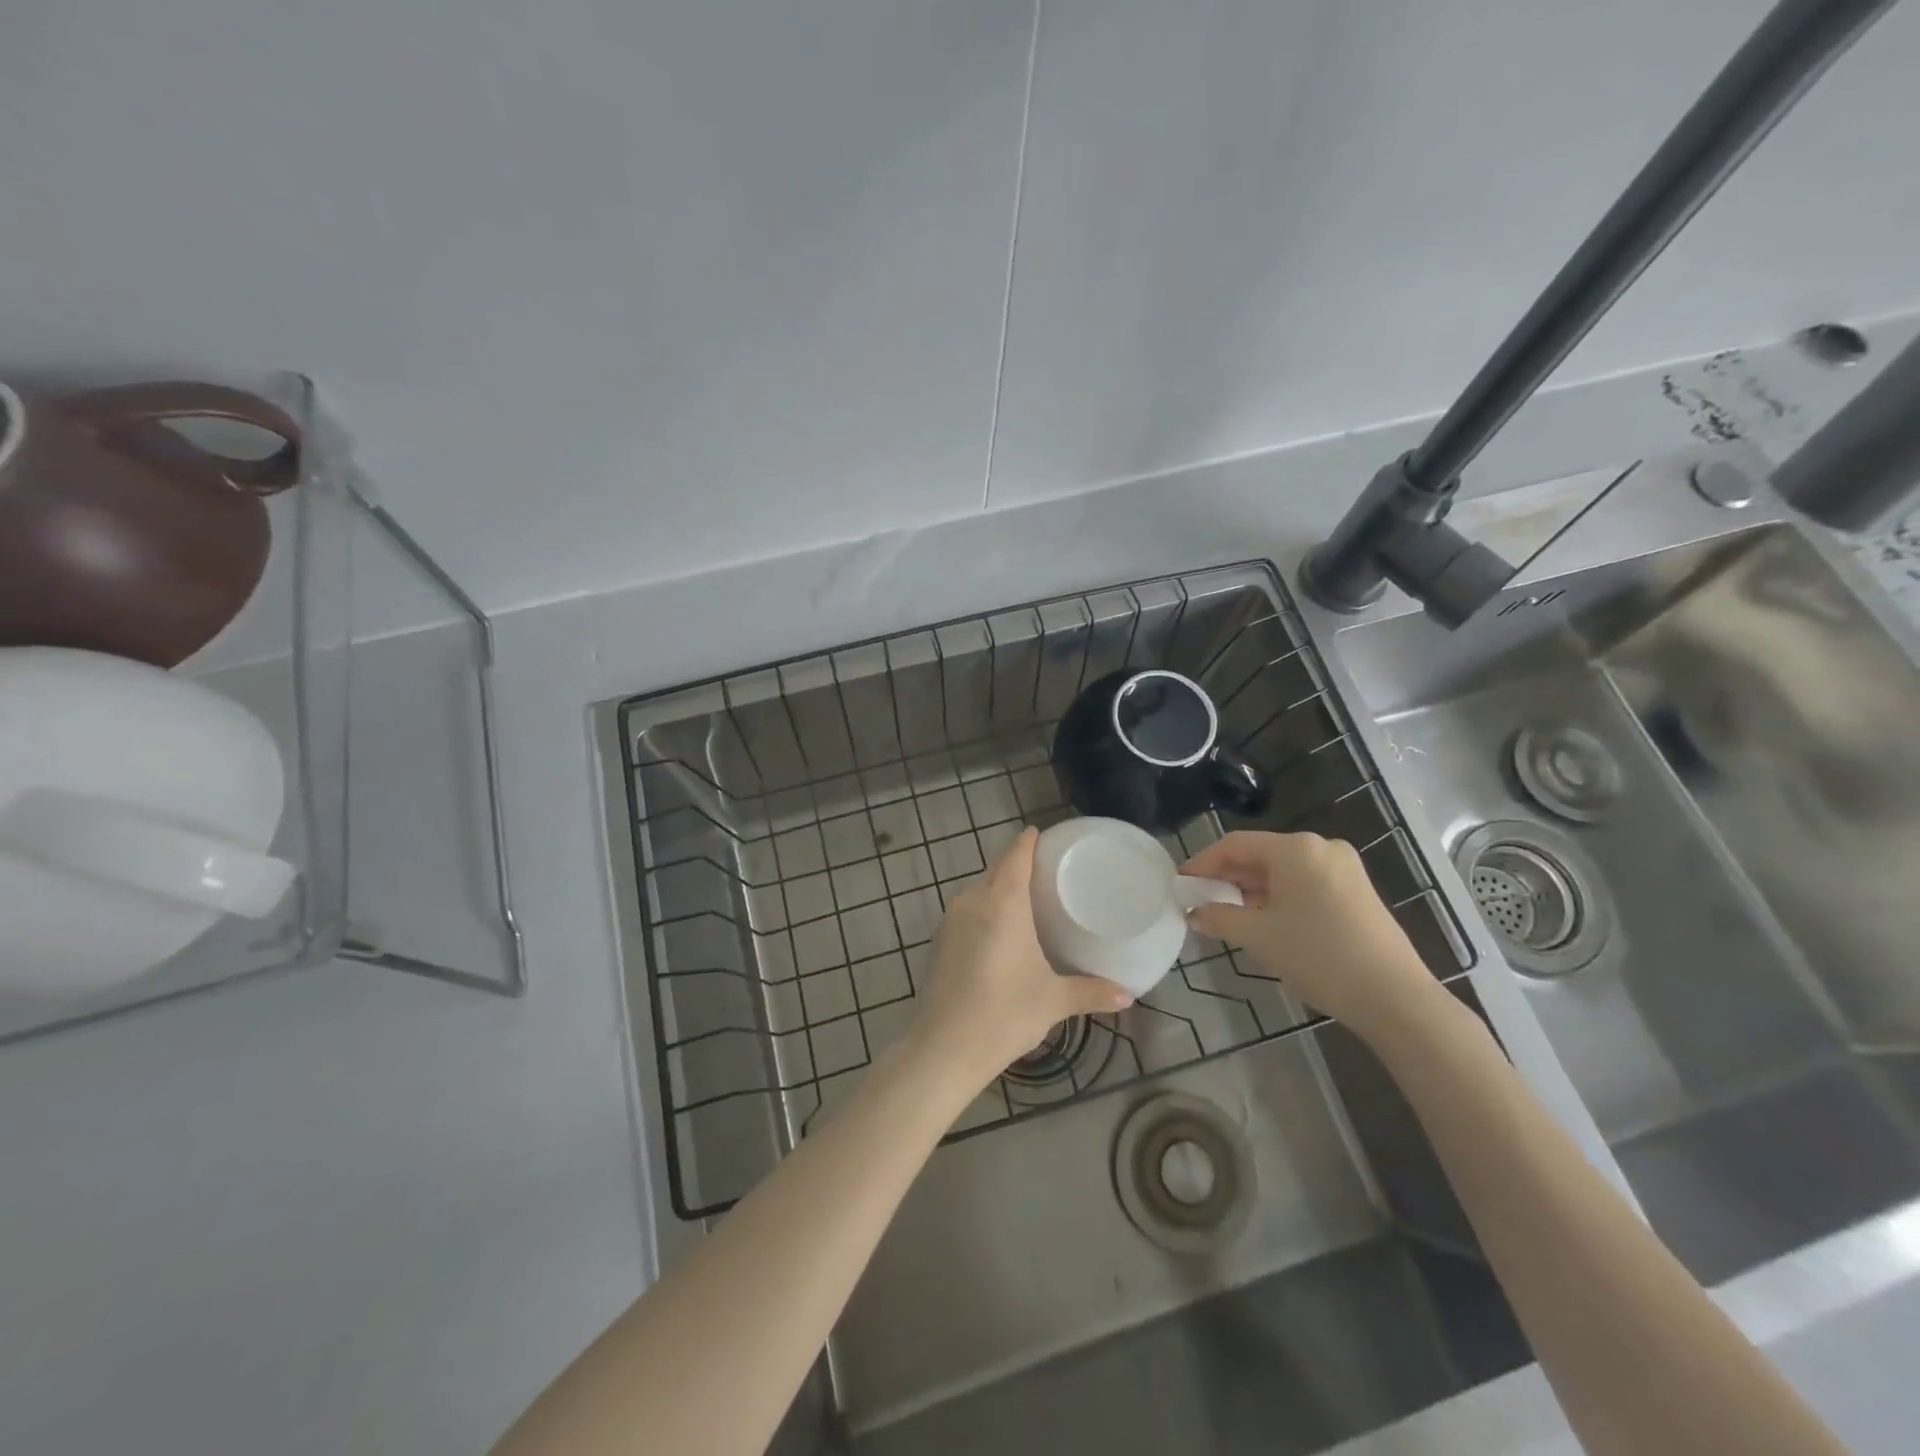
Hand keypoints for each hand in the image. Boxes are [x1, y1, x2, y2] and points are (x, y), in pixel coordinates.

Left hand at [911, 827, 1131, 1090]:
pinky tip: (998, 929)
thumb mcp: (1053, 1001)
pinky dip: (984, 909)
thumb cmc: (1004, 1014)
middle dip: (1017, 862)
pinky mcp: (938, 941)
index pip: (1015, 856)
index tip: (1042, 834)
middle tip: (1045, 868)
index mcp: (1002, 903)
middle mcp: (973, 901)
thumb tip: (1127, 995)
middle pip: (996, 869)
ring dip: (999, 887)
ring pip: (979, 890)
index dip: (1028, 841)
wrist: (943, 1048)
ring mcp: (950, 920)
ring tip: (1025, 898)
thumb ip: (1090, 992)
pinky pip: (966, 910)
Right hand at [1181, 831, 1439, 1044]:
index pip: (1235, 845)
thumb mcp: (1259, 937)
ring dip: (1253, 889)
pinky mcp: (1358, 890)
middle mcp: (1321, 847)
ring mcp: (1344, 868)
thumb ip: (1219, 917)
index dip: (1203, 863)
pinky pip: (1306, 882)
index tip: (1181, 883)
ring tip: (1230, 915)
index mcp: (1296, 848)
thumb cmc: (1318, 956)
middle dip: (1228, 877)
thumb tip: (1193, 913)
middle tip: (1201, 901)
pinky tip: (1267, 921)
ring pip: (1284, 870)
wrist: (1394, 997)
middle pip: (1261, 854)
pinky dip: (1280, 896)